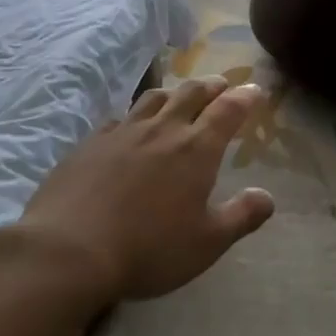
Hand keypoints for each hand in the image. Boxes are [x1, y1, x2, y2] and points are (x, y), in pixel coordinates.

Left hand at [21, 75, 273, 303]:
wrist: (68, 251)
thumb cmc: (148, 249)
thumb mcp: (206, 243)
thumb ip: (241, 216)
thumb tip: (267, 196)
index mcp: (196, 149)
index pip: (228, 110)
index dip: (244, 97)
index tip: (255, 90)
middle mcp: (163, 130)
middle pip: (191, 94)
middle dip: (211, 86)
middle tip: (221, 84)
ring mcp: (123, 132)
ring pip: (154, 98)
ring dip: (174, 92)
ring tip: (179, 96)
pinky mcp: (90, 143)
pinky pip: (119, 118)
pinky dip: (134, 116)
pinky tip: (130, 126)